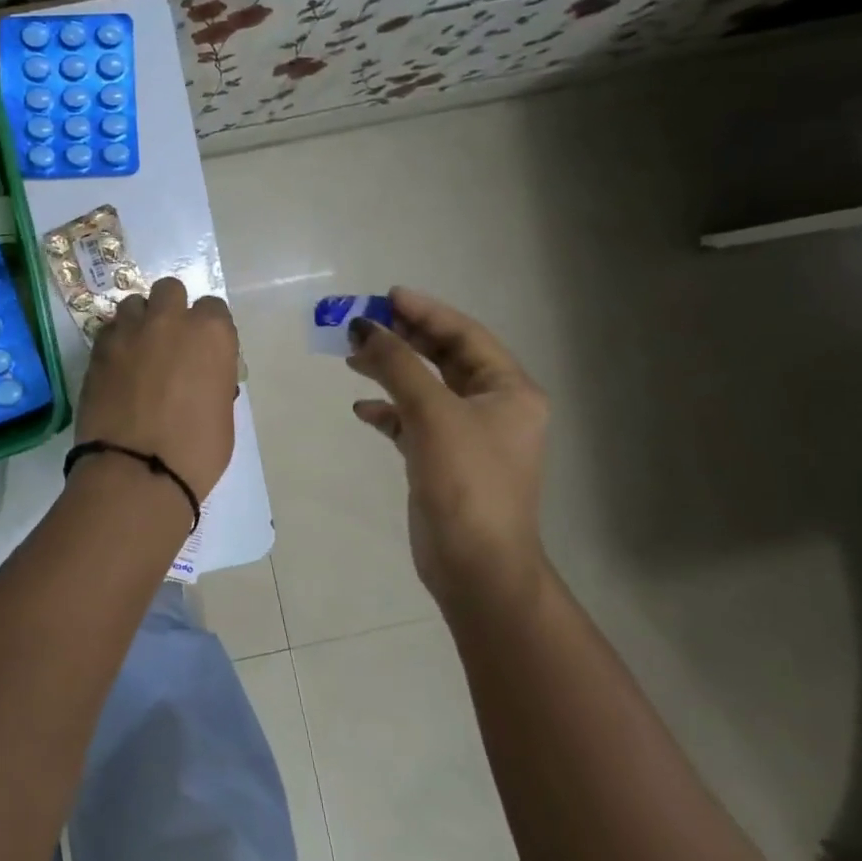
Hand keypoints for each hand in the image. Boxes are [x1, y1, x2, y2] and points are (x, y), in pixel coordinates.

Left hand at [76, 277, 238, 499]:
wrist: (136, 472)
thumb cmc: (195, 452)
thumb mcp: (222, 413)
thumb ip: (213, 378)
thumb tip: (200, 374)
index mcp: (210, 333)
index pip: (213, 309)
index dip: (208, 329)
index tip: (203, 351)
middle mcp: (169, 321)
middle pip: (169, 290)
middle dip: (170, 309)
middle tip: (168, 342)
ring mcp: (128, 332)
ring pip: (133, 304)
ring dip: (139, 321)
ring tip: (138, 351)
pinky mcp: (97, 350)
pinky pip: (109, 330)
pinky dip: (115, 341)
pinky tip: (116, 367)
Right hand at [346, 289, 548, 613]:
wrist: (476, 564)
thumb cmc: (466, 482)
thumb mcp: (433, 415)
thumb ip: (398, 366)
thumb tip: (365, 327)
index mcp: (509, 390)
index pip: (466, 336)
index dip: (426, 312)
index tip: (386, 296)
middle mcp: (494, 407)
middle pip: (445, 358)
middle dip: (403, 340)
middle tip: (361, 324)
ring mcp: (468, 436)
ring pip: (426, 389)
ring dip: (391, 372)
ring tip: (352, 358)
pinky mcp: (444, 461)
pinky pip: (414, 422)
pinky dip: (389, 412)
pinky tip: (363, 410)